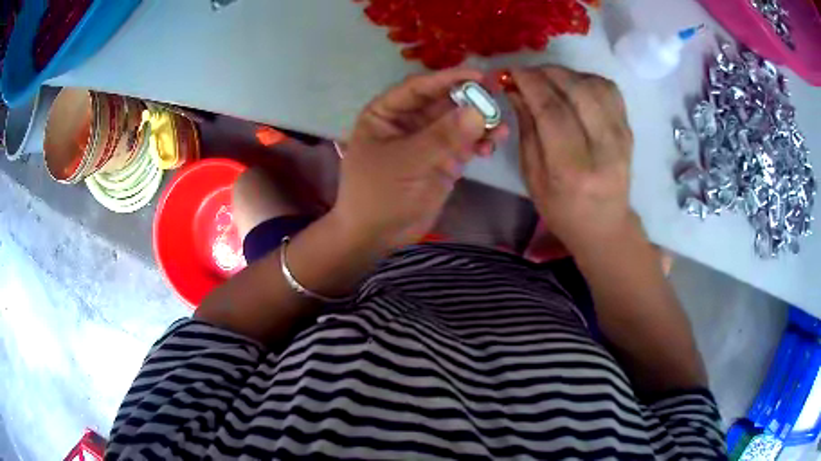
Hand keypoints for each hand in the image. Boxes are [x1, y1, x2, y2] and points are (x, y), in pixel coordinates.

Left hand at [332, 69, 508, 249]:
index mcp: (386, 112)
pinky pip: (465, 143)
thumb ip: (442, 136)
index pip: (419, 87)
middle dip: (470, 100)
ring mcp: (427, 140)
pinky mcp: (442, 159)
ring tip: (500, 129)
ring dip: (479, 122)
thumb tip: (479, 111)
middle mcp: (408, 121)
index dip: (447, 78)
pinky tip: (492, 145)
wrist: (378, 236)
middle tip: (498, 96)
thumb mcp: (407, 161)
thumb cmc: (379, 194)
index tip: (478, 75)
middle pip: (443, 101)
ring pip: (457, 122)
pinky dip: (479, 142)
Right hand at [508, 66, 635, 253]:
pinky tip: (573, 86)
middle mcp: (603, 150)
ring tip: (548, 79)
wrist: (605, 224)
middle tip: (527, 73)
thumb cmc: (562, 208)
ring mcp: (621, 137)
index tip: (511, 71)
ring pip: (595, 85)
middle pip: (577, 91)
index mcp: (572, 169)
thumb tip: (516, 89)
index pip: (552, 111)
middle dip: (546, 73)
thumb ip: (526, 129)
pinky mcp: (629, 130)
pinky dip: (587, 79)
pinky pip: (609, 90)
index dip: (530, 83)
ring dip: (567, 73)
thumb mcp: (533, 177)